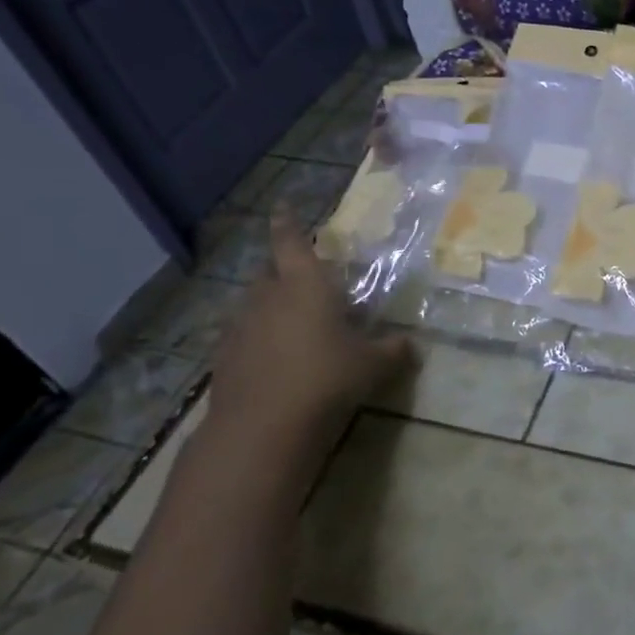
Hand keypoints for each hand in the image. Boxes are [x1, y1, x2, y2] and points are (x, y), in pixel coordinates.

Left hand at [208, 206, 412, 460]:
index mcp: (306, 285)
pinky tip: (272, 357)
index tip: (283, 207)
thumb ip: (392, 350)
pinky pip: (242, 334)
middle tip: (302, 279)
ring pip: (253, 303)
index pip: (292, 243)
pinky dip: (256, 336)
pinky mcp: (224, 357)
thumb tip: (410, 344)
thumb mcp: (372, 365)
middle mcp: (268, 297)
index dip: (288, 224)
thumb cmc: (327, 379)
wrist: (264, 426)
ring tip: (290, 322)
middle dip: (282, 270)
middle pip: (269, 271)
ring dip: (269, 305)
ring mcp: (240, 326)